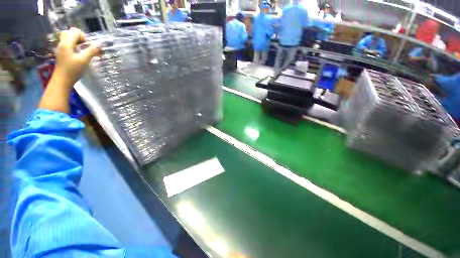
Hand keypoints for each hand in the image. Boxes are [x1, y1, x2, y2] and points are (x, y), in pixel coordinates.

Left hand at [39, 28, 98, 112]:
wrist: (62, 81)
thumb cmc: (73, 70)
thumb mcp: (84, 60)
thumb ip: (91, 51)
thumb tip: (100, 45)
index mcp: (66, 43)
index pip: (75, 32)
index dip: (84, 37)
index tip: (88, 46)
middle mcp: (62, 43)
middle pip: (70, 33)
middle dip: (79, 37)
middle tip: (85, 46)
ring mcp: (60, 48)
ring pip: (68, 38)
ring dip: (76, 41)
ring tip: (83, 49)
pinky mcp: (61, 53)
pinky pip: (67, 44)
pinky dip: (73, 45)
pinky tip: (78, 53)